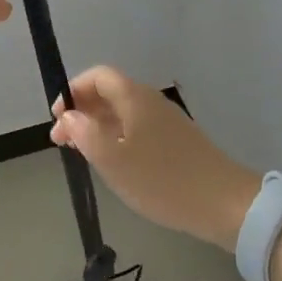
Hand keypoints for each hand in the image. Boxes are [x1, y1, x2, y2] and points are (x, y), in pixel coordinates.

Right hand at [50, 66, 261, 250]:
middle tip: (61, 141)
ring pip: (123, 112)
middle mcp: (150, 101)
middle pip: (109, 93)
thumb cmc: (163, 180)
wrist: (224, 204)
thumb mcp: (114, 161)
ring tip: (82, 152)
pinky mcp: (176, 140)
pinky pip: (137, 128)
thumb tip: (68, 116)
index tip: (57, 118)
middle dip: (82, 111)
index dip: (74, 91)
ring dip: (98, 126)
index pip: (98, 76)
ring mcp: (166, 120)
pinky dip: (117, 137)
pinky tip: (113, 162)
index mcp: (134, 97)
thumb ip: (85, 135)